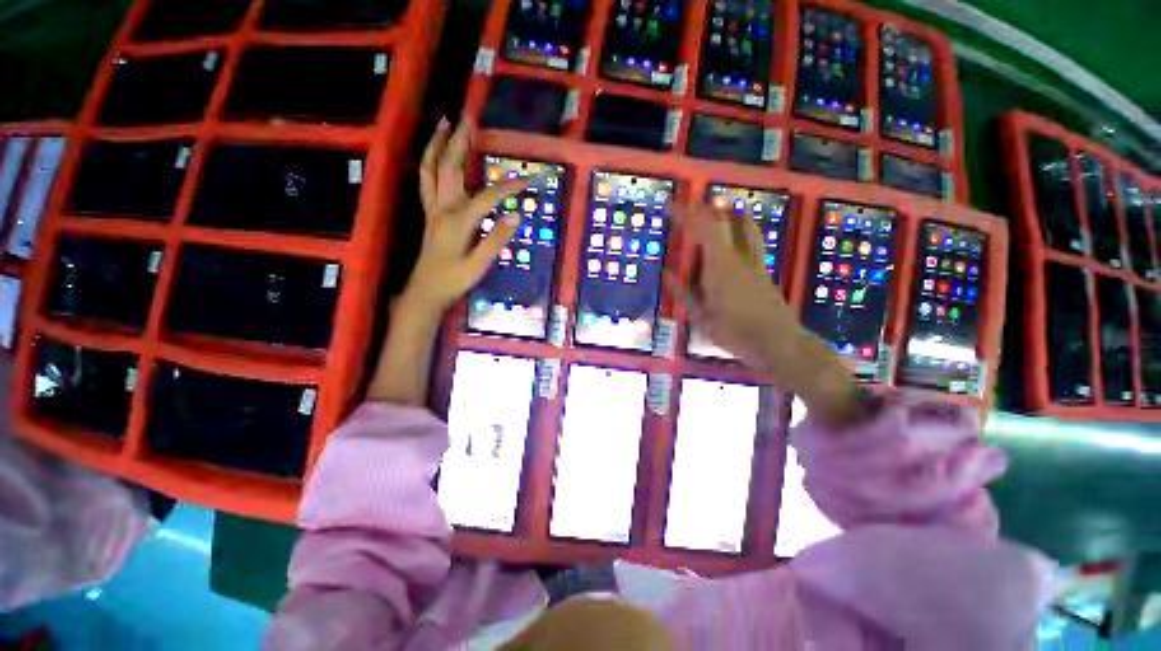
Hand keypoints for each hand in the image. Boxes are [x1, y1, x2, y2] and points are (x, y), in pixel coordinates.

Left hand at [401, 118, 528, 317]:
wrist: (426, 290)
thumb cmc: (454, 280)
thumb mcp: (479, 265)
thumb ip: (496, 239)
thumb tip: (515, 216)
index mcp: (459, 221)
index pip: (488, 196)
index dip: (509, 187)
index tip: (529, 178)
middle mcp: (443, 208)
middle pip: (450, 167)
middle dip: (461, 141)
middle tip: (470, 118)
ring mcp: (433, 208)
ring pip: (431, 168)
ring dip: (437, 143)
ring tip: (444, 122)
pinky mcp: (429, 213)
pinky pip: (425, 180)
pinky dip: (428, 161)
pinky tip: (434, 154)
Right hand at [675, 206, 865, 427]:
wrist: (777, 343)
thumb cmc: (735, 332)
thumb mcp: (701, 316)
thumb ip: (683, 292)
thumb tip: (667, 273)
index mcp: (721, 266)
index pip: (702, 229)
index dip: (685, 215)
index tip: (670, 206)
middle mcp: (740, 258)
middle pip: (729, 220)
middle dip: (709, 210)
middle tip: (694, 209)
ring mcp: (756, 262)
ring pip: (746, 227)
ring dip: (730, 217)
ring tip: (717, 216)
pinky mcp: (765, 271)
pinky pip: (752, 242)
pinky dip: (740, 233)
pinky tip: (733, 243)